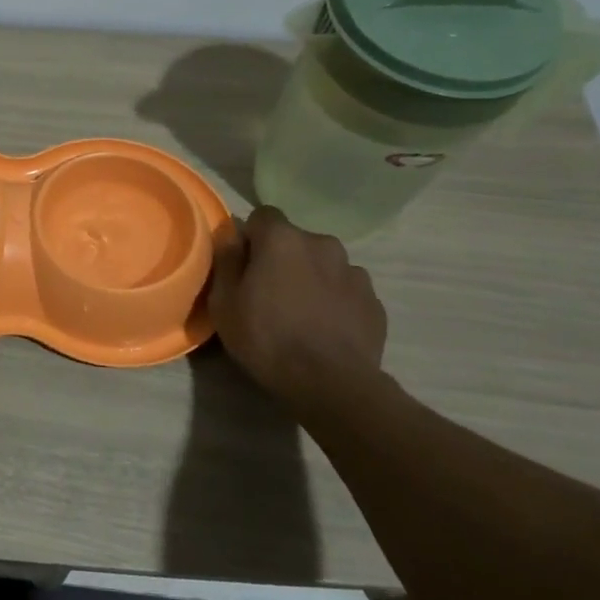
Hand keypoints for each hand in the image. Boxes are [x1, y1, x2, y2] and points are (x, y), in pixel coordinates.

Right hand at [209, 206, 387, 394]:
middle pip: (295, 241)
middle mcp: (323, 244)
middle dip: (282, 258)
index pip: (263, 216)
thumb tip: (231, 236)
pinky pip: (346, 290)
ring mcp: (354, 271)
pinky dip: (334, 301)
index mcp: (283, 239)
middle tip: (269, 294)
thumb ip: (227, 260)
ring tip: (301, 314)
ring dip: (311, 278)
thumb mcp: (224, 302)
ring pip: (323, 264)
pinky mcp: (374, 301)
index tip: (244, 266)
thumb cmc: (267, 338)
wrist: (331, 383)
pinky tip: (325, 329)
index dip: (251, 238)